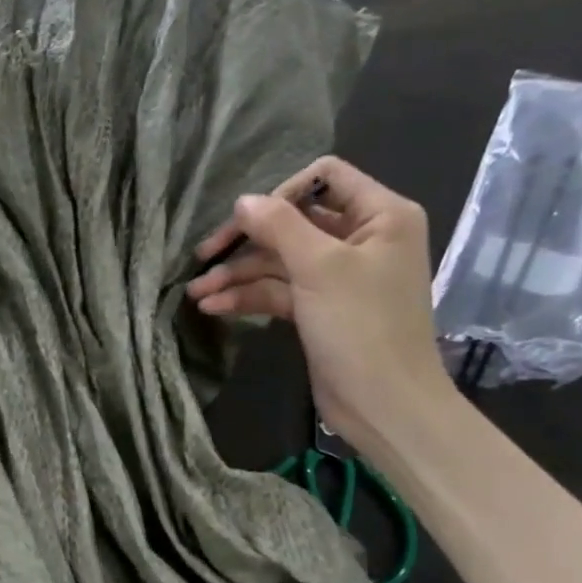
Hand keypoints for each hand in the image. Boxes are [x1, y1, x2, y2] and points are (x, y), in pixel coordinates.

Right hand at [187, 156, 451, 450]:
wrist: (384, 404)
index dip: (281, 193)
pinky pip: (280, 291)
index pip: (326, 177)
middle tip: (203, 256)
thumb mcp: (320, 268)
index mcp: (381, 215)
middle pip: (293, 223)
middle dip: (246, 241)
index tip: (245, 220)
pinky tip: (214, 308)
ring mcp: (339, 276)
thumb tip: (243, 200)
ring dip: (238, 274)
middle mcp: (362, 239)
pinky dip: (249, 297)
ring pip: (280, 261)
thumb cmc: (362, 327)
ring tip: (197, 293)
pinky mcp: (320, 308)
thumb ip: (279, 226)